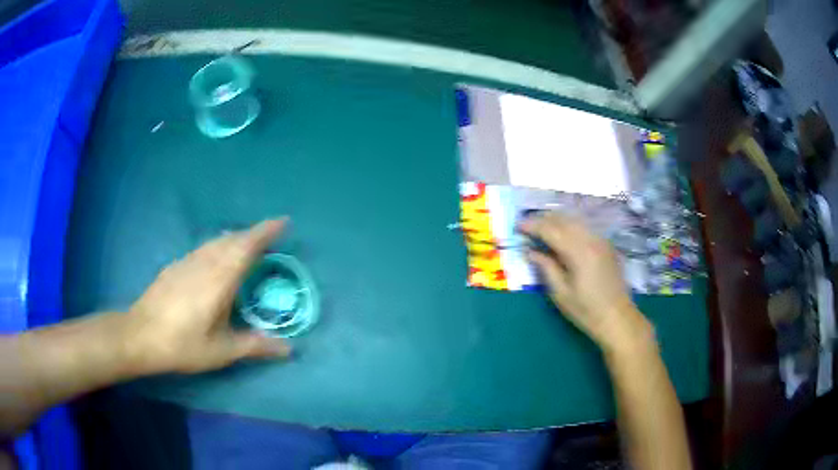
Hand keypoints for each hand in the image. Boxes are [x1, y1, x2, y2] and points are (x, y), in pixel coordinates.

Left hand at [122, 219, 291, 373]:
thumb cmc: (183, 344)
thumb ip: (256, 346)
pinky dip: (218, 246)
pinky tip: (216, 260)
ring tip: (247, 246)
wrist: (140, 335)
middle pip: (232, 239)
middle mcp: (204, 262)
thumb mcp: (222, 350)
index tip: (284, 222)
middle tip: (270, 238)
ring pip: (216, 241)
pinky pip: (204, 248)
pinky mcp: (175, 266)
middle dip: (253, 234)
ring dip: (235, 238)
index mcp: (219, 278)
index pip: (247, 246)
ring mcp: (187, 261)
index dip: (266, 232)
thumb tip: (289, 349)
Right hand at [519, 212, 650, 350]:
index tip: (517, 226)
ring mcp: (600, 240)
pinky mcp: (606, 244)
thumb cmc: (586, 310)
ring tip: (541, 228)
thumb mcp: (560, 293)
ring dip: (556, 220)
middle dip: (543, 219)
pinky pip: (584, 227)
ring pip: (574, 220)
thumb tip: (530, 251)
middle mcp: (590, 239)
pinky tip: (561, 234)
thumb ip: (546, 267)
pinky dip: (569, 225)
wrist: (617, 318)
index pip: (550, 230)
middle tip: (526, 225)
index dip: (532, 226)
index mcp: (578, 252)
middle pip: (563, 219)